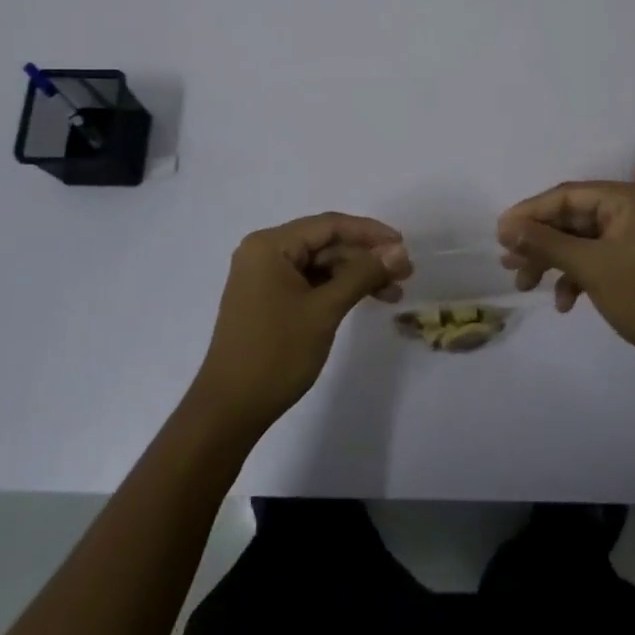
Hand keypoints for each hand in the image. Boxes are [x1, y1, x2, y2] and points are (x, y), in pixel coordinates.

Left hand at [189, 213, 411, 435]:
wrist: (230, 409)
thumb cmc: (276, 353)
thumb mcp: (325, 310)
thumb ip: (362, 275)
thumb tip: (398, 250)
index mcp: (270, 245)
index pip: (328, 225)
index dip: (369, 232)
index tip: (403, 245)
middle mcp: (264, 252)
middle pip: (325, 244)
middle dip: (365, 257)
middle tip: (405, 274)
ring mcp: (264, 277)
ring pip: (320, 265)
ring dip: (356, 276)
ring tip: (394, 293)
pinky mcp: (268, 299)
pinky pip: (309, 283)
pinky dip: (337, 290)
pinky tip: (365, 300)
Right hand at [498, 182, 634, 379]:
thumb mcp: (591, 268)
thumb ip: (546, 243)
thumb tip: (507, 226)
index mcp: (628, 199)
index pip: (567, 195)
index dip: (529, 212)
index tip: (499, 232)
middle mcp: (633, 210)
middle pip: (572, 218)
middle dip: (539, 242)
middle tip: (507, 262)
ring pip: (581, 242)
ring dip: (553, 262)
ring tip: (524, 284)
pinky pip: (598, 259)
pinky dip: (577, 277)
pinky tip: (564, 303)